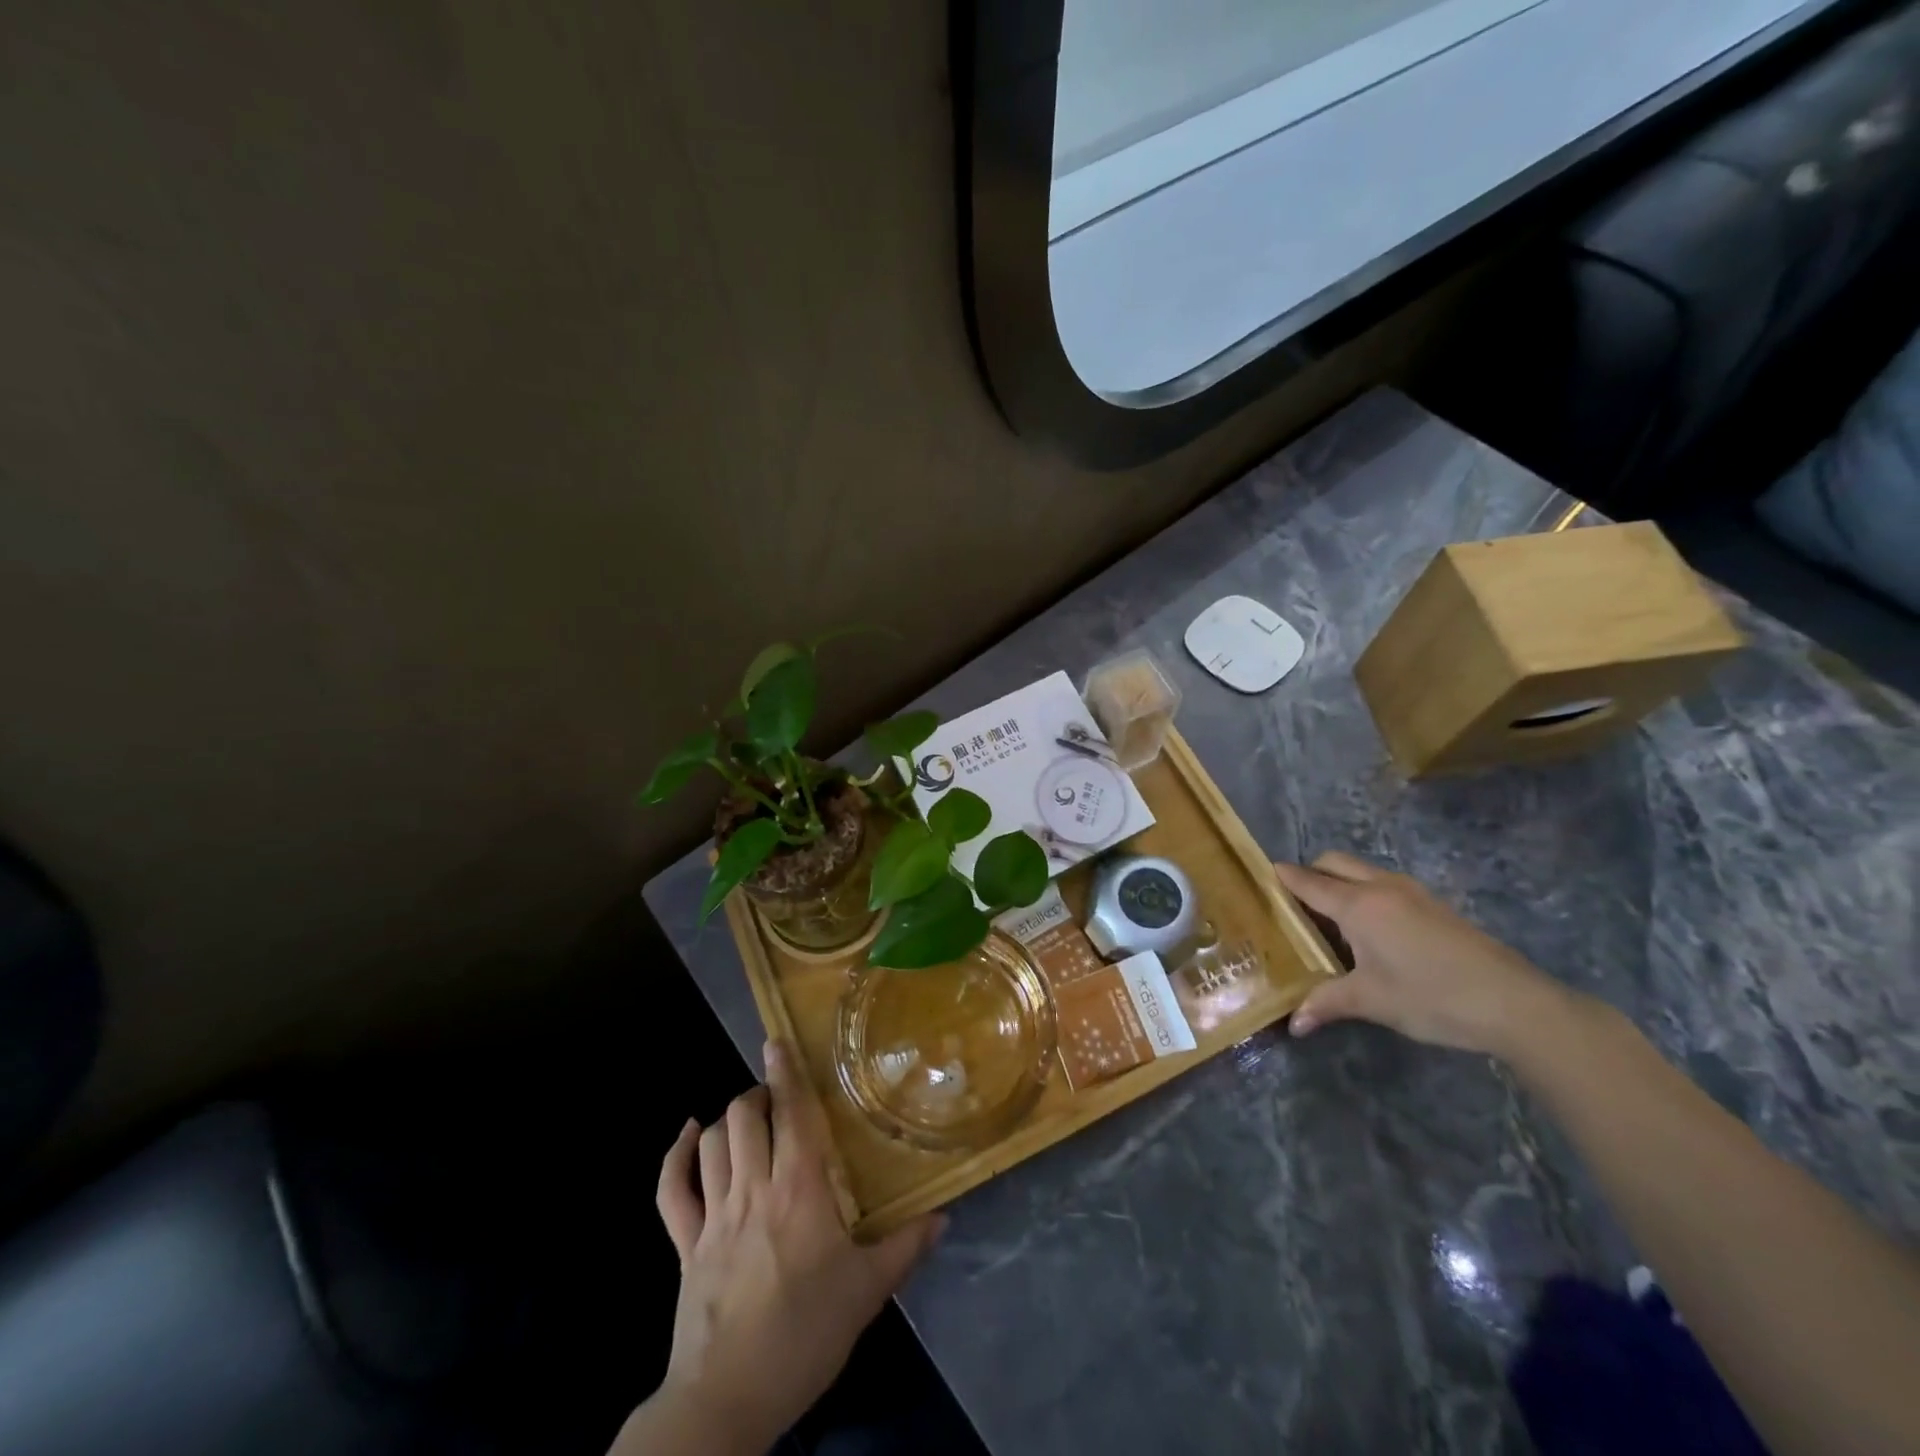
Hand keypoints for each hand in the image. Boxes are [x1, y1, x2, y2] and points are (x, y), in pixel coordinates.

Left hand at [643, 1040, 943, 1454]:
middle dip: (759, 1095)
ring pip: (712, 1142)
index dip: (785, 1074)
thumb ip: (906, 1248)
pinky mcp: (684, 1245)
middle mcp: (752, 1189)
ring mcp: (712, 1216)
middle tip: (778, 1100)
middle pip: (744, 1117)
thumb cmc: (804, 1336)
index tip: (778, 1042)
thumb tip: (944, 1217)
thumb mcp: (866, 1293)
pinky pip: (671, 1190)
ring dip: (728, 1120)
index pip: (791, 1115)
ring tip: (748, 1118)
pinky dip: (676, 1156)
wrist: (728, 1400)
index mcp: (798, 1191)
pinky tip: (689, 1135)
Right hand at [1275, 853, 1575, 1057]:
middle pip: (1334, 862)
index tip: (1262, 876)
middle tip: (1294, 903)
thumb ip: (1327, 1003)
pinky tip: (1370, 930)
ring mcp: (1412, 892)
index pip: (1309, 882)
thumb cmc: (1431, 996)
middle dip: (1310, 872)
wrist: (1514, 1003)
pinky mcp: (1434, 904)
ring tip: (1328, 918)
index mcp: (1359, 905)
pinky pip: (1384, 883)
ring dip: (1340, 881)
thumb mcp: (1372, 1001)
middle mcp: (1381, 887)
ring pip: (1362, 870)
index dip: (1283, 877)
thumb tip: (1294, 1023)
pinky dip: (1365, 892)